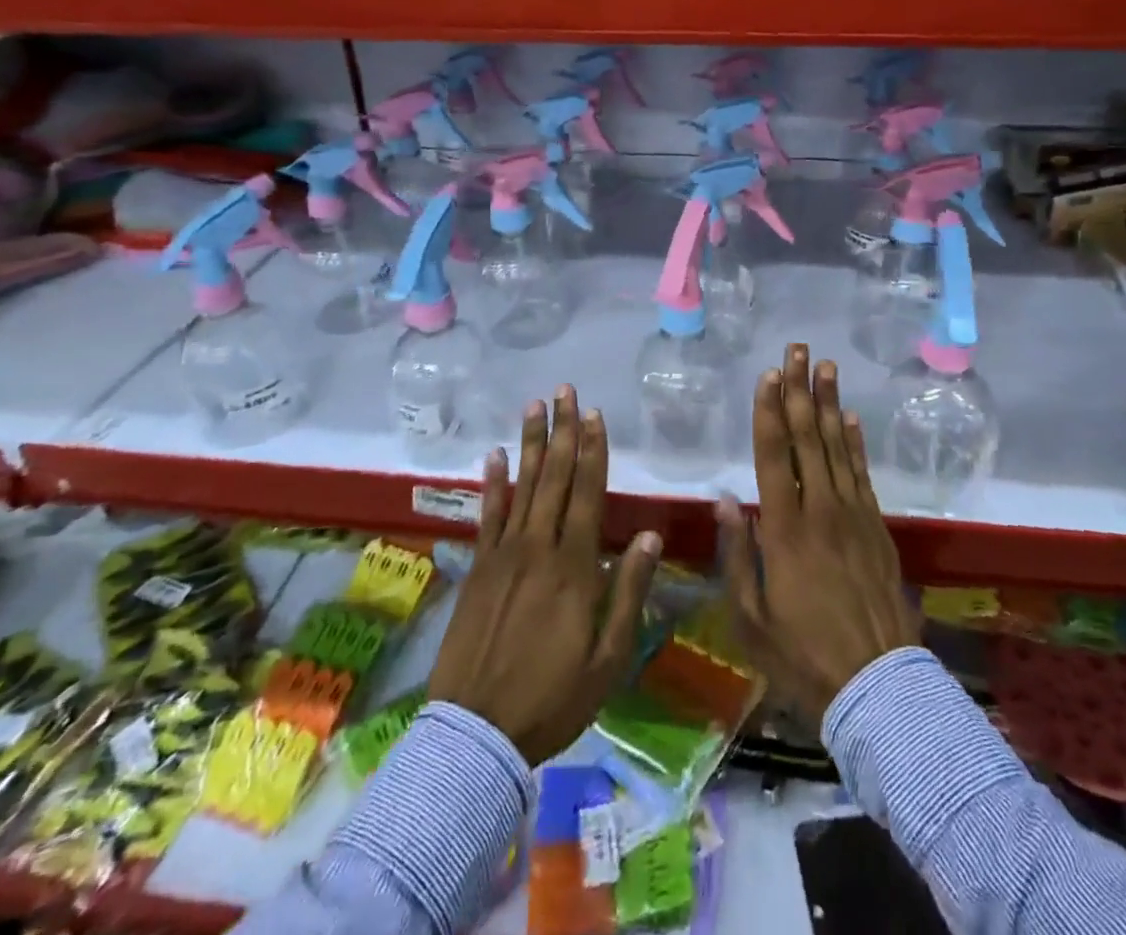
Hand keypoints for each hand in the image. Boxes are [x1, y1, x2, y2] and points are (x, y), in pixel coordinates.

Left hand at [429, 386, 661, 764]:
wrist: (477, 733)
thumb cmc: (552, 699)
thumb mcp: (608, 659)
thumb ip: (628, 592)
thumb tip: (649, 537)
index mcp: (575, 567)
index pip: (587, 493)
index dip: (593, 451)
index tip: (595, 415)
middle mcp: (538, 548)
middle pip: (554, 477)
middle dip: (562, 431)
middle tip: (565, 391)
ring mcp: (504, 555)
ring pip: (521, 486)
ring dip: (529, 443)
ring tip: (534, 406)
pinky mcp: (478, 568)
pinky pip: (486, 515)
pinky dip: (491, 483)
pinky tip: (492, 454)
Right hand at [718, 345, 919, 726]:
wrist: (877, 687)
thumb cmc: (801, 655)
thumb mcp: (749, 618)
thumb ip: (737, 555)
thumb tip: (726, 501)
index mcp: (784, 531)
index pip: (774, 456)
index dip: (769, 411)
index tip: (769, 373)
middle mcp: (820, 511)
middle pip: (808, 438)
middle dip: (799, 390)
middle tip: (798, 349)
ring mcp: (854, 516)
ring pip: (838, 447)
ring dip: (830, 404)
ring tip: (826, 367)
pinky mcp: (877, 528)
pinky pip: (864, 474)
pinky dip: (856, 443)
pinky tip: (850, 419)